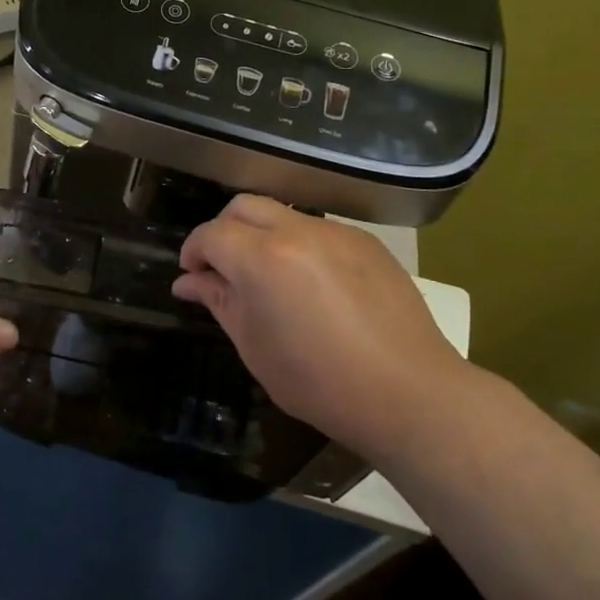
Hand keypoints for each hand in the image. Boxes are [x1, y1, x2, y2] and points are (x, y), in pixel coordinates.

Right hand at [173, 195, 473, 457]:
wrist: (410, 393)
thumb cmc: (321, 382)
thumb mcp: (255, 347)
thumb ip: (219, 302)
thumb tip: (189, 281)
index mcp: (263, 258)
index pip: (211, 234)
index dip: (194, 251)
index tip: (193, 276)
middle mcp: (297, 231)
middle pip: (243, 206)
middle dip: (224, 230)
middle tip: (224, 268)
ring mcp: (336, 232)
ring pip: (283, 213)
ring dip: (262, 234)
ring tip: (270, 277)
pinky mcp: (366, 241)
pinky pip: (319, 229)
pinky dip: (300, 244)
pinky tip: (313, 284)